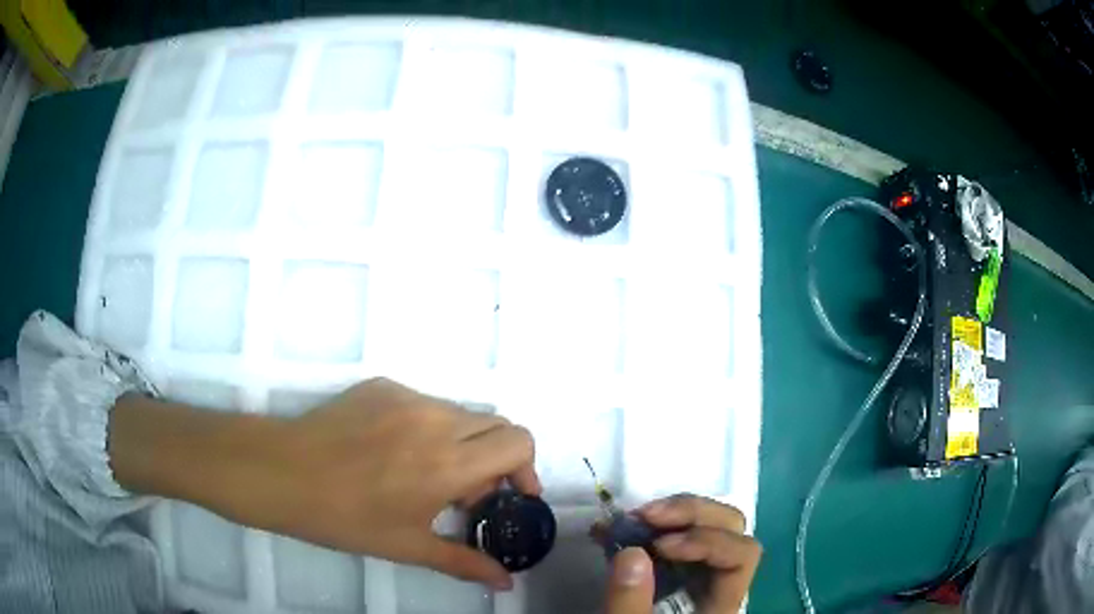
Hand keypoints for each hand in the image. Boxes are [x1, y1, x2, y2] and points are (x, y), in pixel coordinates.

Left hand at [267, 378, 539, 587]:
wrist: (283, 473)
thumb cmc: (346, 518)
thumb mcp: (409, 547)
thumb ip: (465, 563)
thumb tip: (506, 584)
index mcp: (448, 463)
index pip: (518, 441)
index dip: (526, 468)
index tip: (510, 496)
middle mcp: (436, 420)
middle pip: (496, 424)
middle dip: (496, 458)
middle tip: (466, 493)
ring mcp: (407, 397)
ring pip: (459, 414)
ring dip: (462, 443)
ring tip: (427, 474)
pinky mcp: (383, 386)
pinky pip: (424, 403)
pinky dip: (428, 427)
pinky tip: (394, 452)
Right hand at [602, 495, 761, 612]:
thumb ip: (631, 604)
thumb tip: (632, 552)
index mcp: (720, 603)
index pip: (743, 556)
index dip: (709, 540)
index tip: (661, 546)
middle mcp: (718, 579)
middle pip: (731, 528)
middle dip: (689, 513)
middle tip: (644, 517)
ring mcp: (697, 572)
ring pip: (706, 524)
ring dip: (669, 514)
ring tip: (627, 521)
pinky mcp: (673, 570)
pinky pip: (672, 536)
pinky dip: (647, 527)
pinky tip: (614, 530)